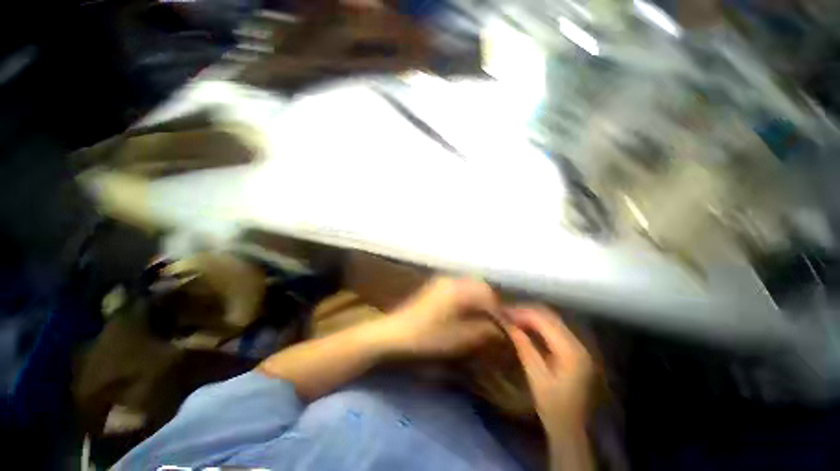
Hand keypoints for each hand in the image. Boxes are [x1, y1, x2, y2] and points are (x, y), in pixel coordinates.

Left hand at [381, 276, 503, 357]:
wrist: (395, 333)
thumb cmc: (428, 336)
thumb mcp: (460, 338)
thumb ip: (485, 331)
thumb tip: (502, 329)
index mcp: (459, 289)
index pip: (488, 295)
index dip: (499, 311)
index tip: (502, 327)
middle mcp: (452, 280)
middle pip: (480, 286)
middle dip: (489, 303)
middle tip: (491, 322)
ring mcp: (441, 281)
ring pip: (469, 286)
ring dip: (477, 300)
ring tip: (479, 319)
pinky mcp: (434, 286)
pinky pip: (458, 287)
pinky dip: (466, 298)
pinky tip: (462, 312)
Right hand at [505, 306, 593, 437]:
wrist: (571, 428)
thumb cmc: (552, 406)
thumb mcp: (535, 376)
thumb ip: (523, 345)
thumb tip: (507, 323)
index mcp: (570, 351)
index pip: (544, 320)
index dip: (522, 312)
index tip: (503, 312)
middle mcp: (578, 344)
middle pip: (550, 316)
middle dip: (526, 311)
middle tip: (506, 312)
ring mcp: (578, 346)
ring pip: (552, 320)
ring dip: (531, 316)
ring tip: (512, 317)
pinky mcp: (574, 350)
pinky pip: (555, 328)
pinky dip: (538, 324)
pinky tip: (525, 325)